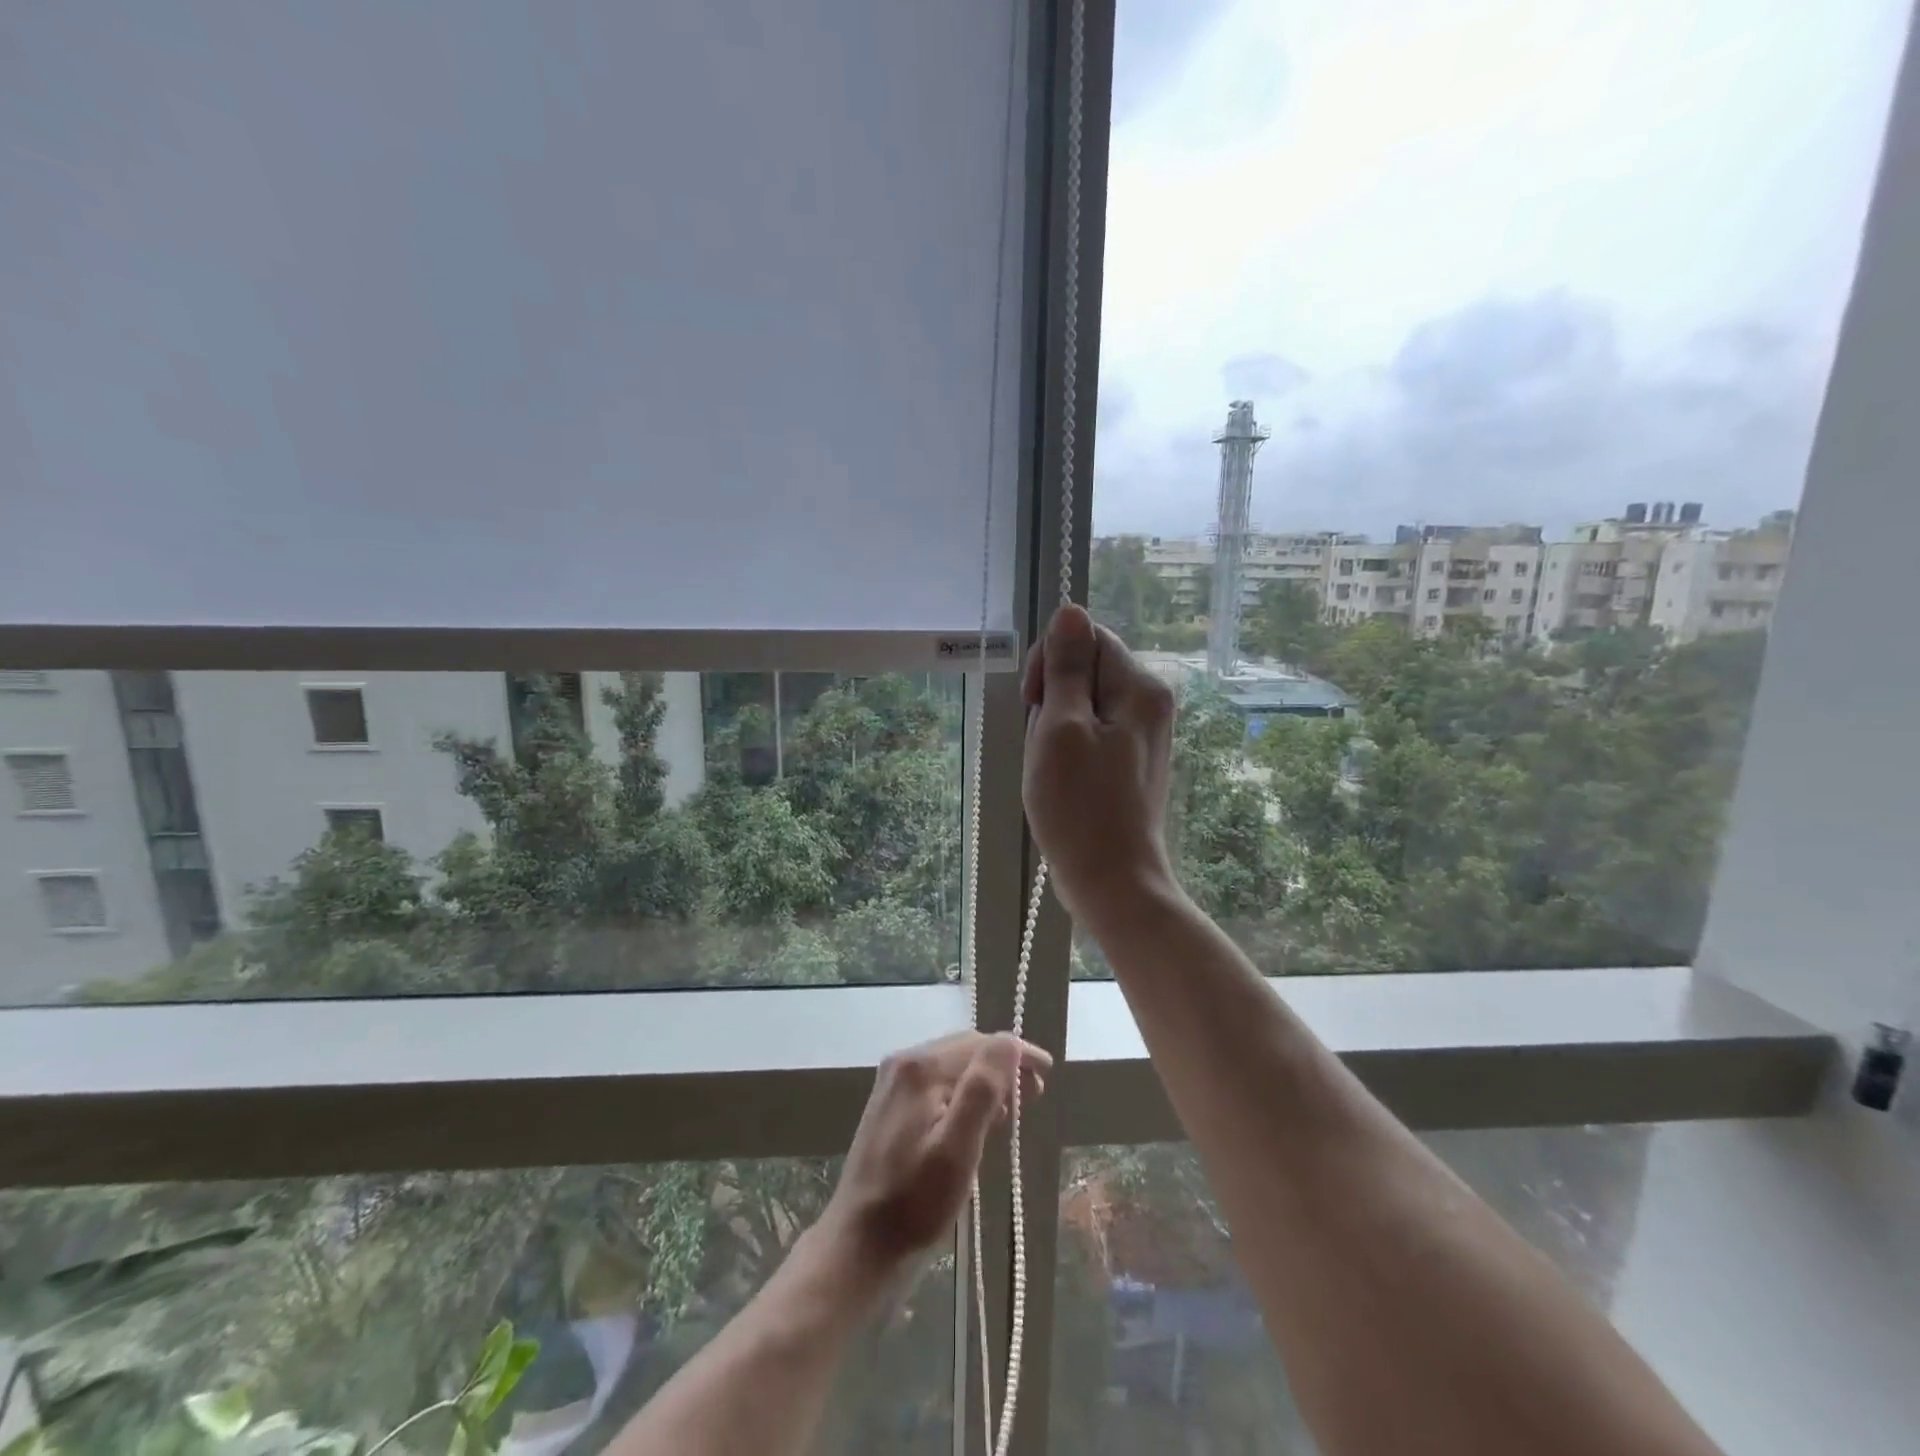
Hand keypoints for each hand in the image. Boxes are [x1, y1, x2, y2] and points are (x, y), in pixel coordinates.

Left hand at [816, 1031, 1050, 1283]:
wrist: (860, 1245)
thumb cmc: (915, 1203)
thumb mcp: (957, 1149)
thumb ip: (982, 1089)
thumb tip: (1009, 1042)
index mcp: (921, 1067)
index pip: (981, 1043)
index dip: (1017, 1054)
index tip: (1047, 1073)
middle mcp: (904, 1062)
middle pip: (966, 1048)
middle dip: (1003, 1066)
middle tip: (1035, 1096)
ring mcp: (894, 1082)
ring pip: (953, 1064)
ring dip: (985, 1079)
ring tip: (1012, 1109)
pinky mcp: (891, 1104)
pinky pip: (938, 1082)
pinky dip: (964, 1091)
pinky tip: (977, 1117)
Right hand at [1021, 604, 1177, 928]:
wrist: (1112, 881)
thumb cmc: (1080, 806)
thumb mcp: (1061, 728)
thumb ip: (1066, 667)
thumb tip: (1070, 610)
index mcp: (1139, 688)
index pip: (1087, 638)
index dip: (1050, 662)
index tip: (1033, 703)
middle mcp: (1150, 703)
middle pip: (1087, 670)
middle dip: (1053, 699)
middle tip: (1045, 746)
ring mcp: (1143, 734)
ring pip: (1083, 704)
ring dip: (1056, 728)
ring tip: (1053, 769)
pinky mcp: (1131, 761)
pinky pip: (1091, 733)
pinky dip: (1069, 749)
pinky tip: (1063, 780)